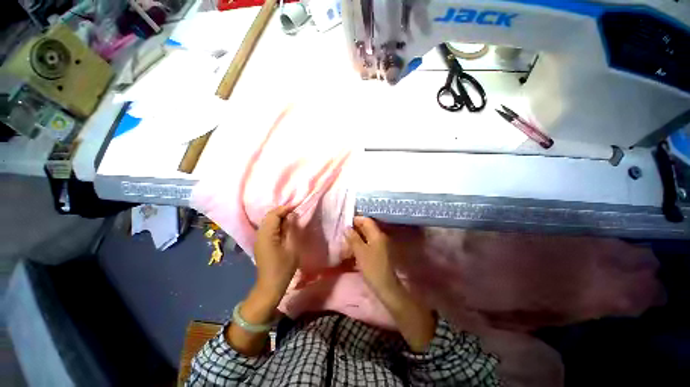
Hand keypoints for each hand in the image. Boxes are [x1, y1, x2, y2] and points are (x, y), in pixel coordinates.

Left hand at [254, 206, 298, 299]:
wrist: (270, 286)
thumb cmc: (283, 267)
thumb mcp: (291, 247)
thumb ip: (290, 229)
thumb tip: (291, 215)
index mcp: (267, 235)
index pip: (273, 215)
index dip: (284, 209)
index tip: (296, 207)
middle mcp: (260, 234)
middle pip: (269, 217)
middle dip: (281, 212)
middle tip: (295, 212)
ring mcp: (259, 239)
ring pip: (267, 222)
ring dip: (278, 218)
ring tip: (291, 218)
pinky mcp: (260, 244)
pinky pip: (267, 228)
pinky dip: (276, 224)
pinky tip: (284, 228)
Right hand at [346, 216, 401, 297]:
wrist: (386, 286)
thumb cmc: (372, 268)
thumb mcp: (360, 252)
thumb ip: (353, 238)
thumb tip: (347, 228)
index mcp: (377, 234)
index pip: (366, 220)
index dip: (356, 220)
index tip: (345, 225)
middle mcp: (380, 237)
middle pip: (366, 228)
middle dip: (354, 231)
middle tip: (344, 236)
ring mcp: (381, 245)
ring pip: (366, 237)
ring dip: (356, 239)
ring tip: (346, 246)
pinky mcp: (379, 252)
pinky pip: (368, 244)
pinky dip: (360, 246)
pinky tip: (353, 252)